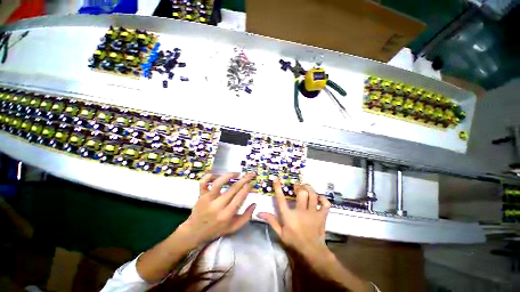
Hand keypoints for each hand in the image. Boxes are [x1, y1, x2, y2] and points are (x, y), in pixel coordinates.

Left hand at [180, 172, 255, 247]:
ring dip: (229, 176)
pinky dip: (210, 176)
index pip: (239, 198)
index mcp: (226, 215)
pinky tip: (217, 175)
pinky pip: (204, 182)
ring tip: (237, 173)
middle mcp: (217, 206)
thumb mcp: (233, 228)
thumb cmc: (216, 230)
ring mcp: (208, 199)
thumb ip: (246, 217)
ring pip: (218, 183)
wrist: (194, 233)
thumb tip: (254, 204)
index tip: (251, 183)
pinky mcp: (201, 195)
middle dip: (244, 179)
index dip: (246, 189)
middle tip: (250, 174)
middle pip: (233, 189)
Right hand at [257, 179, 330, 257]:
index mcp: (289, 216)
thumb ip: (271, 221)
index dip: (278, 187)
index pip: (281, 199)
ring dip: (309, 188)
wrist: (312, 252)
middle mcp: (301, 212)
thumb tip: (260, 212)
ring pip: (313, 195)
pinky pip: (325, 203)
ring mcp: (313, 213)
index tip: (276, 178)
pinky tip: (318, 197)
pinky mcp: (322, 216)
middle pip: (301, 193)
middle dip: (298, 186)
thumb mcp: (280, 233)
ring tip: (305, 186)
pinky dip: (323, 198)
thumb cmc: (294, 242)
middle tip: (296, 185)